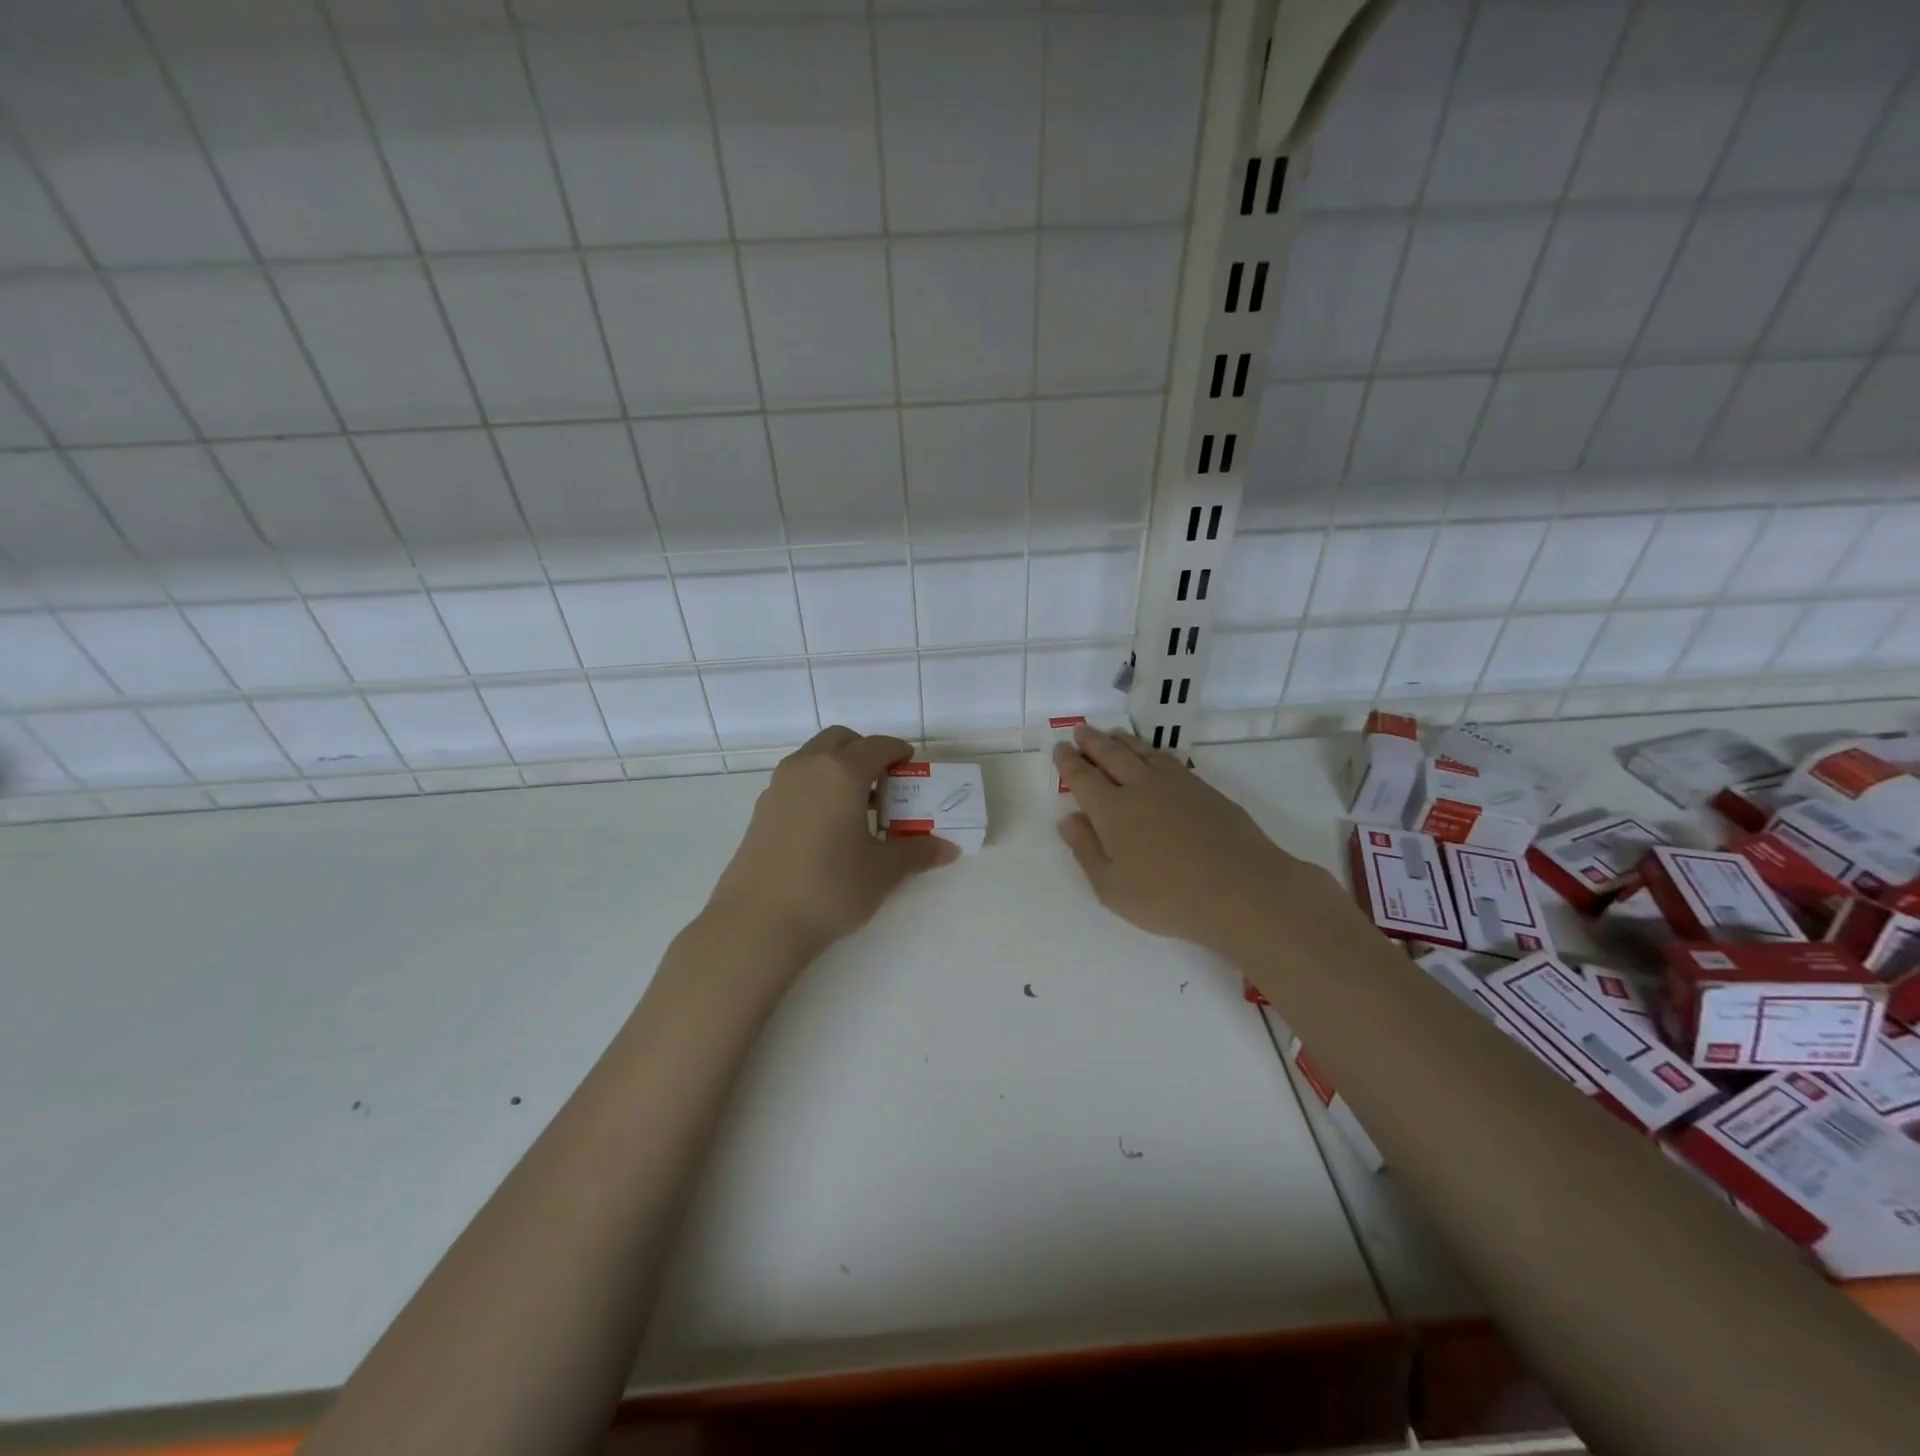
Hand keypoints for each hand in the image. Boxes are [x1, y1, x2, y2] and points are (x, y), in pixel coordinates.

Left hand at [706, 726, 959, 962]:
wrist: (758, 922)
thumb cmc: (830, 888)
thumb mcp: (883, 871)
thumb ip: (917, 852)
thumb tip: (949, 848)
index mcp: (841, 772)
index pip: (877, 746)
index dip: (899, 752)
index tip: (912, 768)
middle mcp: (807, 768)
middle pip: (841, 741)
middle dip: (865, 752)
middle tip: (885, 783)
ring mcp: (778, 787)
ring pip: (814, 759)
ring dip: (838, 769)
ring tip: (859, 807)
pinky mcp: (761, 811)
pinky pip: (796, 782)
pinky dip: (817, 788)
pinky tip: (828, 827)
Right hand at [1054, 724, 1332, 952]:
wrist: (1241, 889)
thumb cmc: (1168, 897)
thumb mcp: (1112, 888)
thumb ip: (1086, 850)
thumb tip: (1068, 819)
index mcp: (1111, 810)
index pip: (1083, 777)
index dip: (1069, 762)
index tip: (1060, 749)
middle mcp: (1140, 787)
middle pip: (1111, 754)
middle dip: (1092, 741)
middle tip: (1080, 731)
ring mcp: (1175, 784)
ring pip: (1141, 751)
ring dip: (1122, 740)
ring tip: (1111, 734)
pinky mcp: (1204, 789)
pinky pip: (1169, 759)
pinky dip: (1152, 751)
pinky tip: (1153, 755)